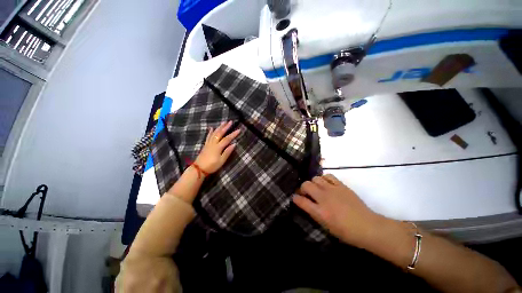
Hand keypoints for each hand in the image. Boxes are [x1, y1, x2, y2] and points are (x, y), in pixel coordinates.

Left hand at [194, 121, 240, 173]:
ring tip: (223, 122)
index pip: (227, 139)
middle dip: (225, 127)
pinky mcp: (205, 145)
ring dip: (219, 127)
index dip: (233, 134)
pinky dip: (210, 132)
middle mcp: (213, 143)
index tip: (238, 130)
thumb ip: (227, 152)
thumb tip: (234, 144)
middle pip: (220, 133)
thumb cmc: (212, 166)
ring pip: (214, 133)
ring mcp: (208, 143)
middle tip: (230, 121)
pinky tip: (211, 128)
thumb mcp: (221, 161)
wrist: (199, 169)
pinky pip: (208, 136)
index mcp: (218, 147)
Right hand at [293, 174, 382, 247]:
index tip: (294, 197)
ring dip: (313, 183)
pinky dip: (324, 178)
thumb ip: (314, 213)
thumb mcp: (326, 226)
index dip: (295, 198)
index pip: (301, 200)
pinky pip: (328, 176)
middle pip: (306, 185)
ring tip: (316, 188)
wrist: (367, 227)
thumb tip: (305, 203)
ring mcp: (332, 190)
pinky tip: (326, 184)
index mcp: (320, 212)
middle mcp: (324, 198)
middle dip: (302, 188)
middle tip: (306, 193)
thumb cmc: (346, 232)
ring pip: (315, 178)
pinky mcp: (341, 185)